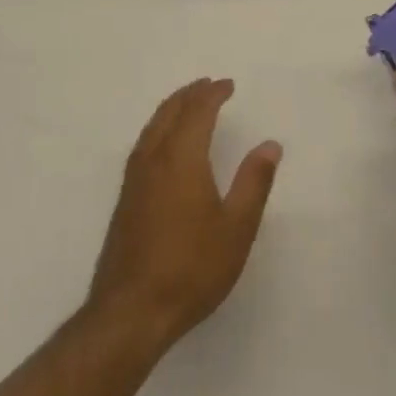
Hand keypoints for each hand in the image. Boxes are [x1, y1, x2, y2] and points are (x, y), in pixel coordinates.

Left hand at [87, 78, 282, 350]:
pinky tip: (163, 144)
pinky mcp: (125, 198)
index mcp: (182, 158)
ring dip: (172, 108)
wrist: (131, 311)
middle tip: (208, 85)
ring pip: (153, 126)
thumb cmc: (191, 268)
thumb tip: (270, 145)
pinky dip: (159, 128)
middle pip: (170, 112)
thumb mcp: (236, 228)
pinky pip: (144, 143)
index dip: (213, 94)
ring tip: (188, 104)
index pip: (198, 111)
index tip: (228, 84)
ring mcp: (134, 178)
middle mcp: (154, 158)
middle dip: (190, 94)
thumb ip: (254, 182)